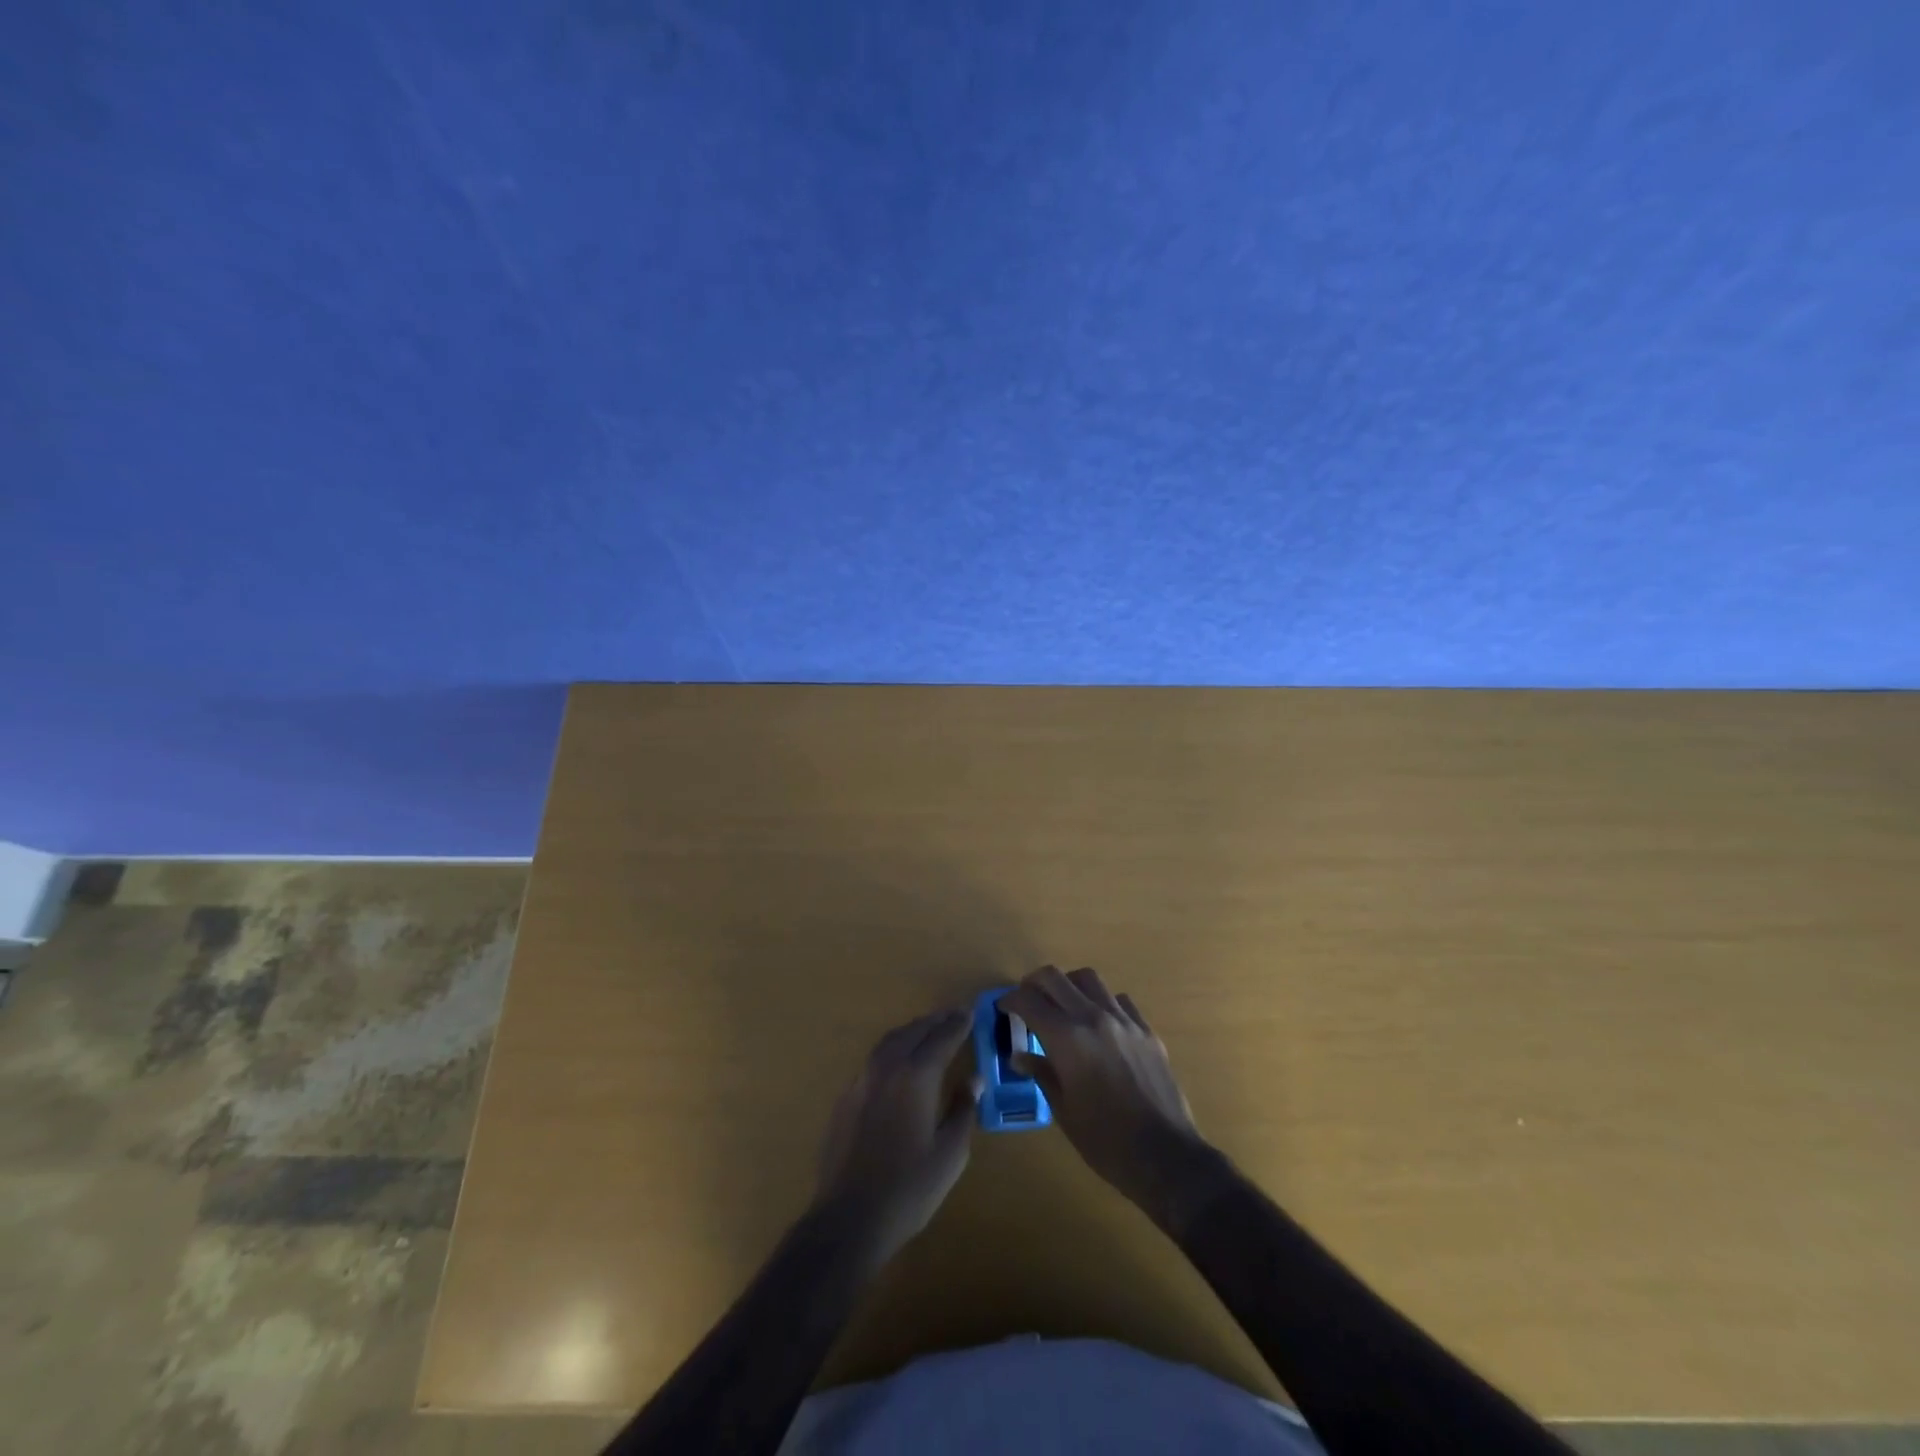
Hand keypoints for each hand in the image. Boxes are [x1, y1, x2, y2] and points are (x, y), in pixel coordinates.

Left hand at [813, 1007, 981, 1266]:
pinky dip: (894, 1048)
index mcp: (916, 1075)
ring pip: (891, 1040)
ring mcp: (862, 1079)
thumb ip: (963, 1109)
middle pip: (914, 1031)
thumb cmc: (909, 1188)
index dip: (958, 1024)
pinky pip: (875, 1058)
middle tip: (954, 1015)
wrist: (849, 1217)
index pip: (942, 1037)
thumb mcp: (950, 1153)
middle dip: (936, 1021)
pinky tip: (899, 1061)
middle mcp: (887, 1067)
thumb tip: (973, 1078)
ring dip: (913, 1030)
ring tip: (929, 1030)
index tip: (970, 1011)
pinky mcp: (847, 1096)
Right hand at [1002, 966, 1231, 1232]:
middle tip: (1026, 1000)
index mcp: (1068, 1039)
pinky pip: (1119, 1000)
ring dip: (1068, 986)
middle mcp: (1094, 1018)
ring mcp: (1124, 1021)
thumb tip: (1020, 1056)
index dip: (1011, 1001)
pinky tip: (1099, 1024)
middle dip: (1033, 983)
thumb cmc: (1106, 1141)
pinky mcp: (1147, 1030)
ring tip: (1062, 1005)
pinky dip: (1101, 1002)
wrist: (1165, 1156)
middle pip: (1055, 977)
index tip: (1004, 1008)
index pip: (1029, 1001)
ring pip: (1089, 979)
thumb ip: (1042, 1074)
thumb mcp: (1064, 1111)